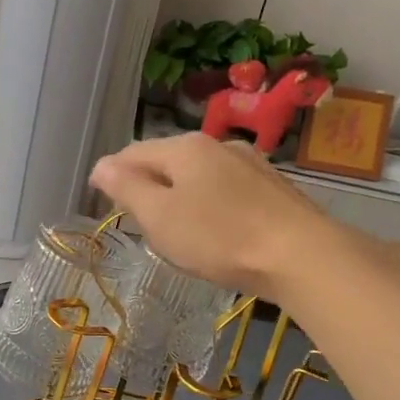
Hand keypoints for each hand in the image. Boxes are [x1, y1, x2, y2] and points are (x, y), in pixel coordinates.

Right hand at [89, 133, 334, 298]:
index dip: (111, 173)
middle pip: (168, 160)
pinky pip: (225, 190)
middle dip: (146, 183)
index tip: (98, 196)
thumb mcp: (160, 217)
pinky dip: (207, 203)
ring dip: (178, 193)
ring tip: (172, 225)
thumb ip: (127, 188)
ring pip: (199, 175)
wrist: (300, 255)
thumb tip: (102, 166)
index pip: (133, 152)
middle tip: (134, 216)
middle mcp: (218, 145)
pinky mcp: (273, 188)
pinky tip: (213, 228)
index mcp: (185, 147)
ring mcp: (250, 164)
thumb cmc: (218, 237)